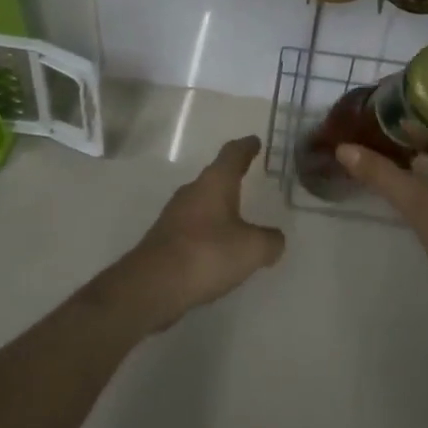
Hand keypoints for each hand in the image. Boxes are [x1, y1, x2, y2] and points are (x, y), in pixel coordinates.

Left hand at [102, 136, 285, 333]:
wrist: (152, 285)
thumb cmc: (207, 254)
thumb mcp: (251, 249)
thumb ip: (270, 241)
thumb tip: (275, 239)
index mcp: (215, 182)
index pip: (232, 154)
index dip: (246, 147)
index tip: (254, 141)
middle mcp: (192, 191)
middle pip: (215, 176)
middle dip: (231, 176)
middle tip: (247, 177)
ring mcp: (174, 214)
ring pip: (202, 202)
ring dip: (218, 206)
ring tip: (236, 217)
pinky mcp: (164, 239)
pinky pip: (192, 226)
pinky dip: (207, 230)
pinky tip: (215, 248)